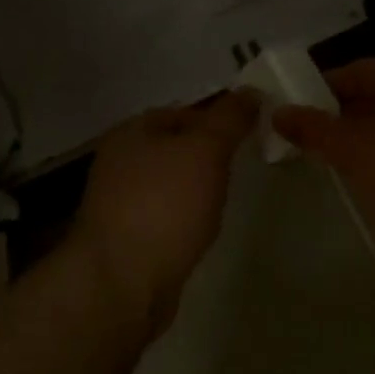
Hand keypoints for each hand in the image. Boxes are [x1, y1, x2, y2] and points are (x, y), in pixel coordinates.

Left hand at [67, 91, 259, 340]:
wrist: (122, 283)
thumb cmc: (165, 205)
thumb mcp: (206, 150)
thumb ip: (230, 118)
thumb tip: (251, 90)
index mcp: (133, 131)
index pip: (185, 110)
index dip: (221, 116)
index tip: (254, 131)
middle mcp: (120, 161)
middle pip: (176, 146)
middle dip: (210, 153)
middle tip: (246, 164)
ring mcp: (119, 202)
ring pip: (171, 182)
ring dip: (198, 186)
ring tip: (229, 196)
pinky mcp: (128, 239)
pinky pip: (166, 214)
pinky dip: (186, 216)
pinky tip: (202, 228)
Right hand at [273, 56, 374, 250]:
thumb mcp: (352, 149)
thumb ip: (313, 128)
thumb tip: (278, 112)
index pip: (353, 70)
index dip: (317, 90)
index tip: (287, 114)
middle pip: (372, 95)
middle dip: (336, 116)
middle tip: (300, 140)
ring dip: (357, 138)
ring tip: (323, 160)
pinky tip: (359, 175)